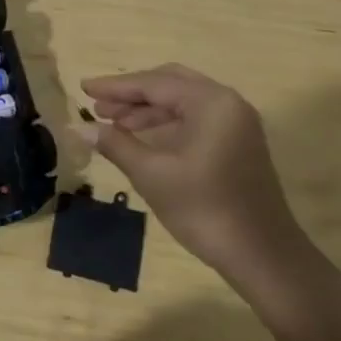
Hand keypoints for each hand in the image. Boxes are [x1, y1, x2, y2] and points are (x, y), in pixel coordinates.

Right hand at [81, 64, 311, 300]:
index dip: (115, 86)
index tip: (83, 86)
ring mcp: (236, 123)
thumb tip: (77, 127)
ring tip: (112, 123)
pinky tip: (141, 137)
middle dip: (132, 94)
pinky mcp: (238, 143)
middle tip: (98, 105)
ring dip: (147, 110)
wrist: (263, 257)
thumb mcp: (152, 174)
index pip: (153, 83)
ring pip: (182, 102)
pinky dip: (166, 123)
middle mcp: (227, 102)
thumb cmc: (205, 210)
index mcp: (211, 102)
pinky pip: (195, 118)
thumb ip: (115, 144)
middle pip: (169, 84)